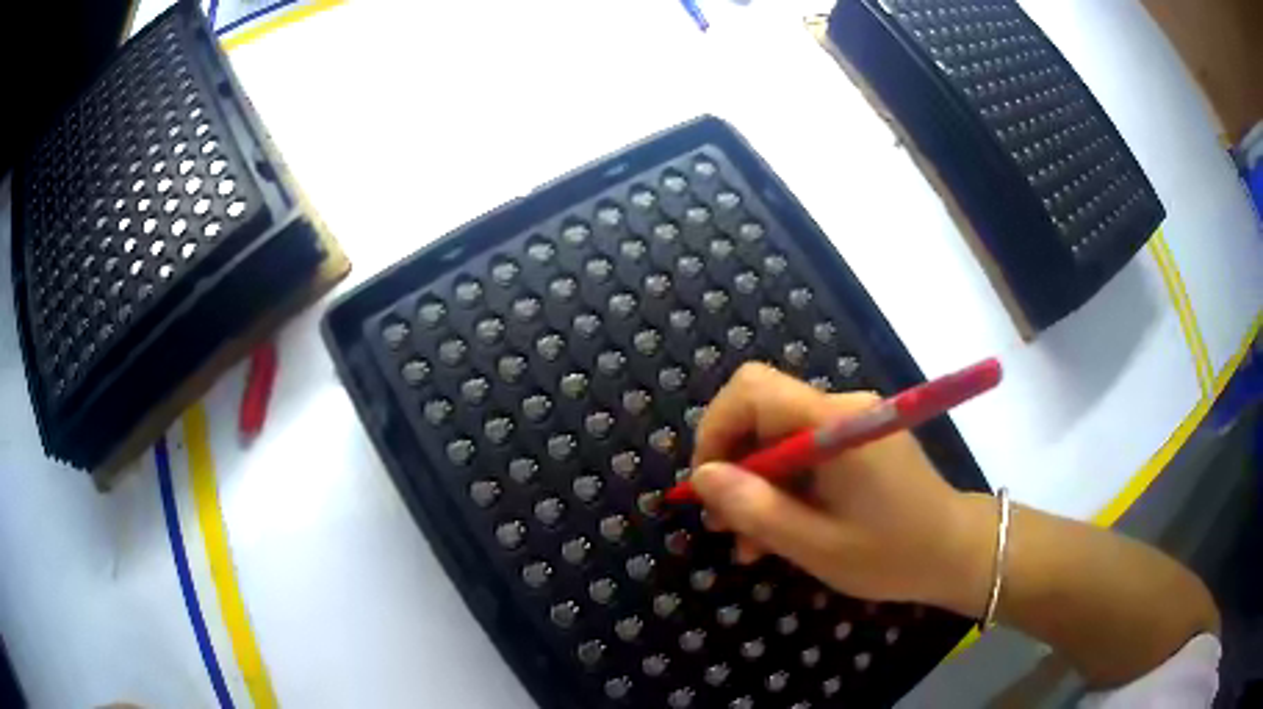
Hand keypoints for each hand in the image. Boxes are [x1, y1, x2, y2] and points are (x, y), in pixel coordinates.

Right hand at [690, 363, 991, 614]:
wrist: (955, 551)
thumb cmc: (892, 553)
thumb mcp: (816, 545)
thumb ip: (756, 510)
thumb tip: (702, 478)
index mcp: (835, 423)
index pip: (752, 389)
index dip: (716, 429)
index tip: (708, 487)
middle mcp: (841, 407)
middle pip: (761, 414)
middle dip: (734, 469)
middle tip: (725, 528)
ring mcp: (851, 421)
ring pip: (777, 439)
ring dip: (757, 488)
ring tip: (751, 545)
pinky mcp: (857, 438)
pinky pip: (803, 452)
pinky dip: (783, 488)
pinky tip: (781, 532)